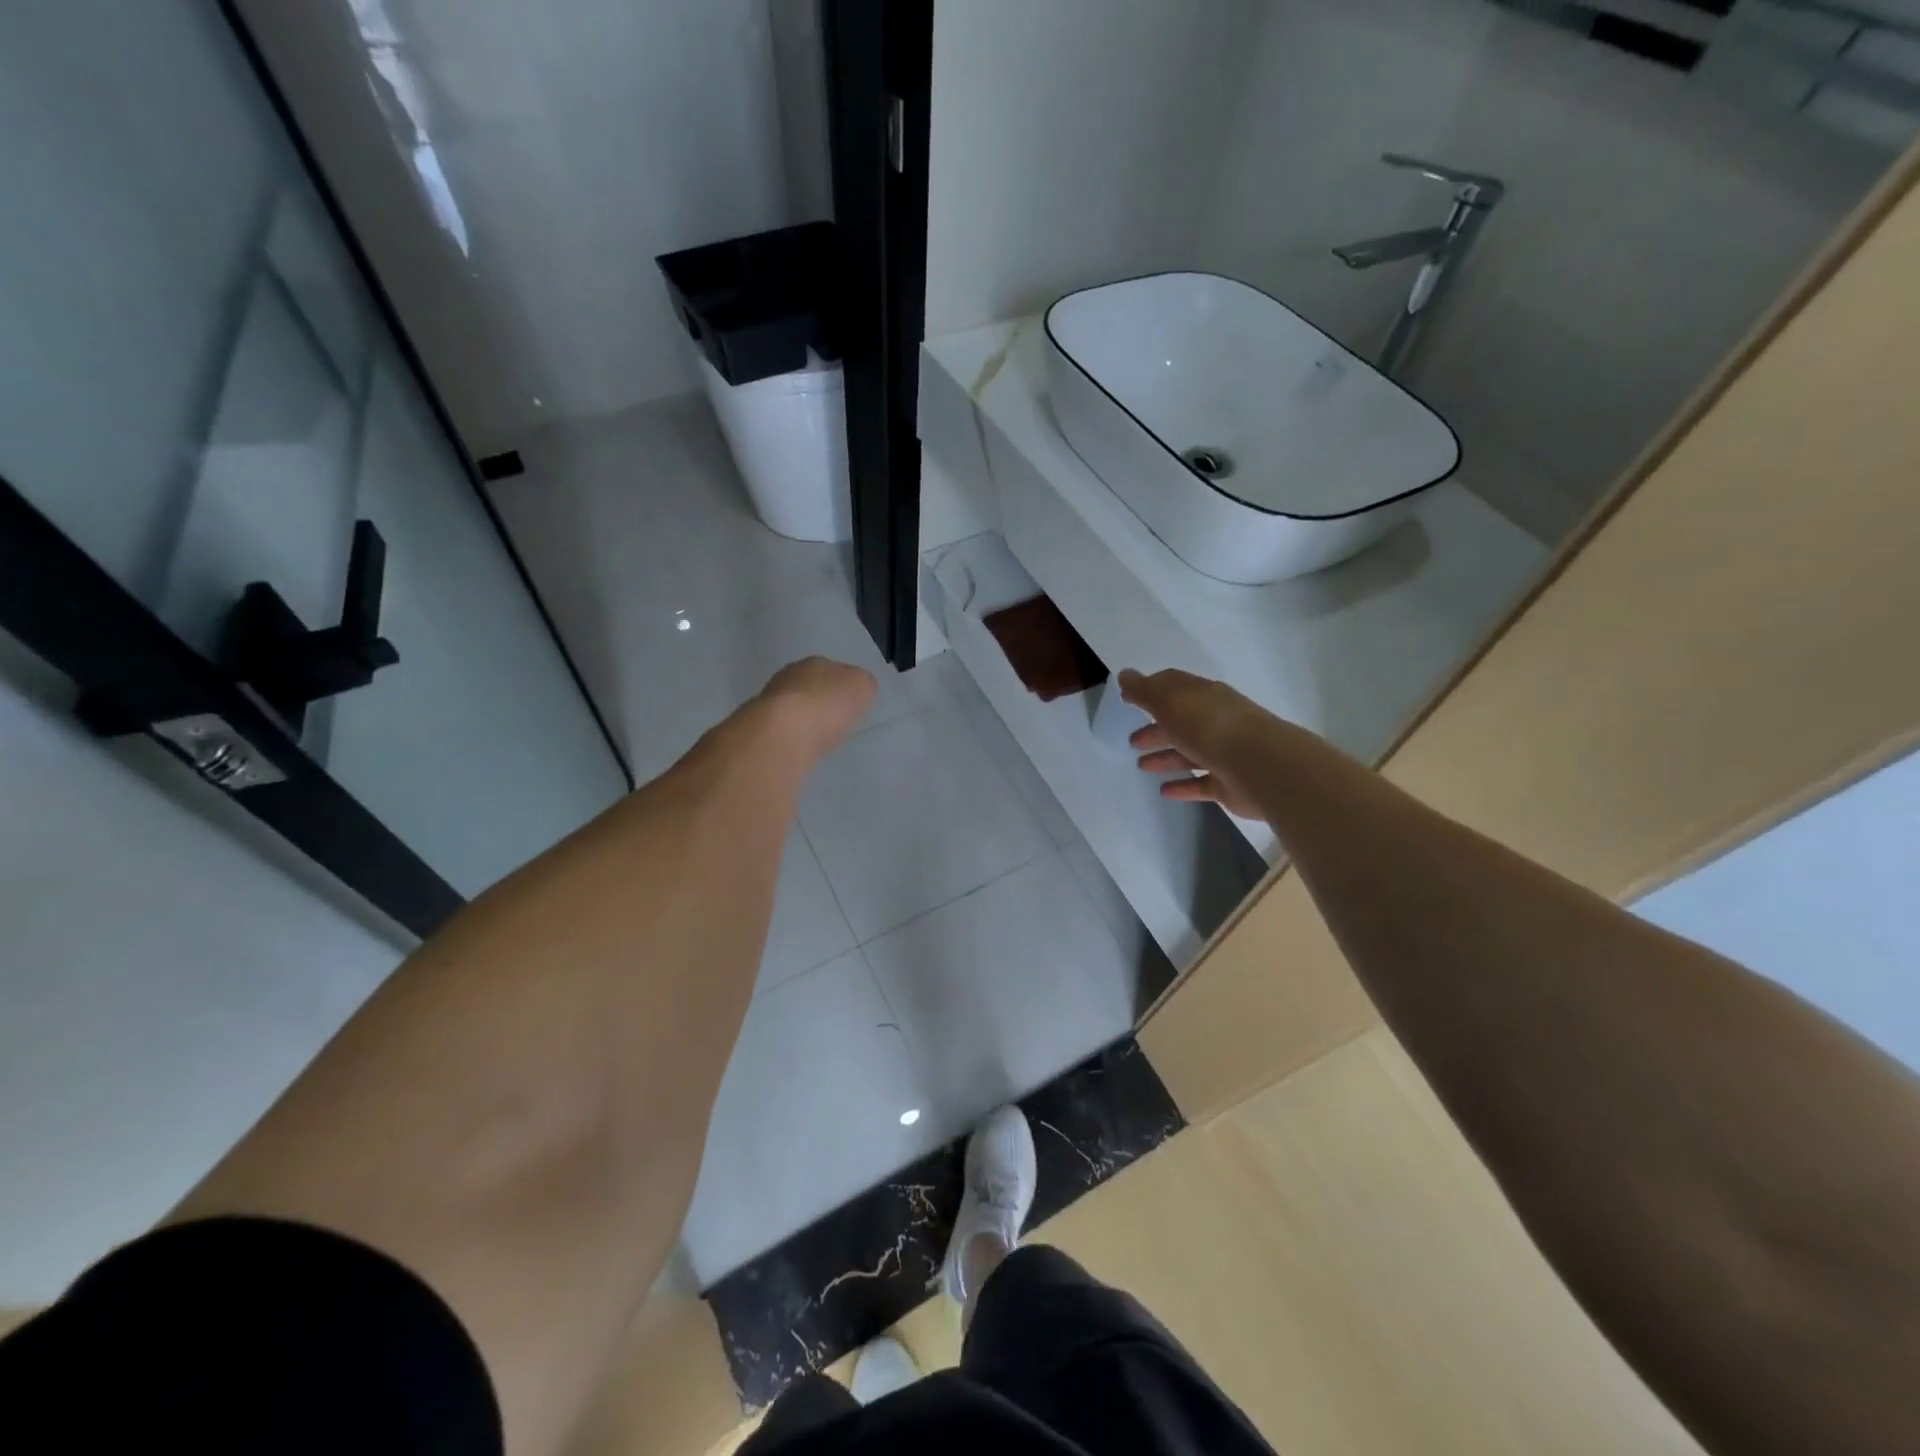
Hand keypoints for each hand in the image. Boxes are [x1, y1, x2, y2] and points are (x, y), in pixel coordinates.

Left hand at [758, 656, 877, 758]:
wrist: (784, 733)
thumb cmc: (828, 705)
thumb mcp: (862, 687)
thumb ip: (862, 684)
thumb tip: (857, 688)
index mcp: (815, 662)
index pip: (832, 670)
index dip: (842, 687)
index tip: (848, 705)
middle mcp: (789, 675)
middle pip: (809, 687)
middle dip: (820, 701)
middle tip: (832, 721)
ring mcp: (769, 700)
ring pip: (792, 706)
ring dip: (802, 718)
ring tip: (815, 736)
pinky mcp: (759, 726)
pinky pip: (782, 728)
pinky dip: (791, 735)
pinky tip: (798, 746)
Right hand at [1118, 667, 1270, 818]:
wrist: (1259, 765)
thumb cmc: (1209, 727)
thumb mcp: (1170, 702)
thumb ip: (1145, 691)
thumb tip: (1125, 675)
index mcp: (1205, 696)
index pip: (1175, 687)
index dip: (1151, 690)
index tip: (1129, 699)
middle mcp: (1217, 721)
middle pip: (1182, 722)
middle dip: (1157, 729)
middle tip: (1132, 741)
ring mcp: (1226, 753)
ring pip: (1190, 753)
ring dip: (1166, 757)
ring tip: (1142, 766)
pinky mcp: (1229, 783)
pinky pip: (1201, 783)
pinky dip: (1183, 786)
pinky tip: (1164, 791)